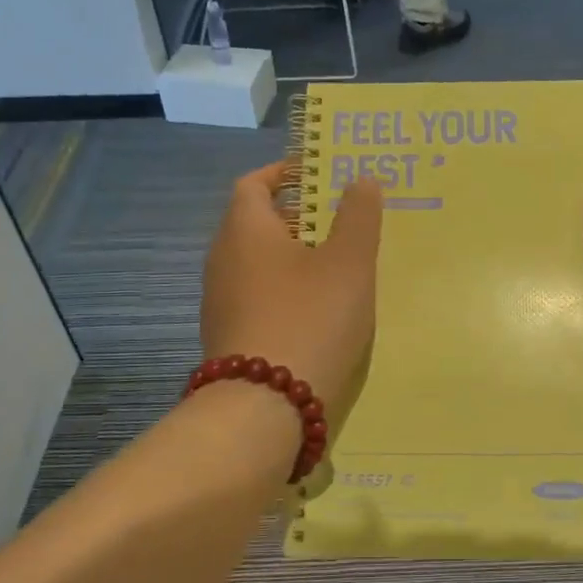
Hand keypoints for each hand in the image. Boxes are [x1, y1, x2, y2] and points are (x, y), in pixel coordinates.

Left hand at [201, 164, 381, 413]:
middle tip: (343, 220)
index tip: (321, 176)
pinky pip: (258, 297)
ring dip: (293, 257)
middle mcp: (223, 259)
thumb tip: (361, 179)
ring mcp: (221, 302)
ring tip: (339, 265)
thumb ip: (358, 216)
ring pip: (258, 263)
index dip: (286, 173)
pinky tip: (318, 311)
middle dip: (298, 216)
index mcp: (245, 230)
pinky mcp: (229, 337)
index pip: (254, 183)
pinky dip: (285, 291)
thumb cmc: (310, 319)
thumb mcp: (348, 263)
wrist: (264, 408)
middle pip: (257, 223)